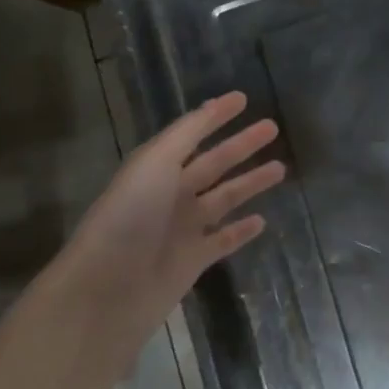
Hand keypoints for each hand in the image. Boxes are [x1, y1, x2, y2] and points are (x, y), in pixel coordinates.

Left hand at [65, 92, 283, 330]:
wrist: (107, 290)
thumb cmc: (129, 217)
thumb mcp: (155, 163)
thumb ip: (187, 134)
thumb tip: (215, 104)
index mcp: (157, 167)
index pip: (192, 132)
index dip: (216, 115)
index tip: (243, 98)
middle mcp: (171, 193)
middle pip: (214, 162)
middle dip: (242, 145)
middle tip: (273, 128)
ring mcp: (183, 228)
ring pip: (225, 198)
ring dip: (250, 182)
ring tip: (281, 169)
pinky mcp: (193, 260)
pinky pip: (224, 239)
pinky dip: (242, 230)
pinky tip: (262, 220)